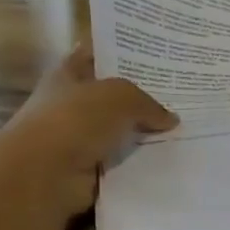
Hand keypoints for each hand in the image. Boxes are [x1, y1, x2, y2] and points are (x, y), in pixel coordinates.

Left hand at [0, 44, 176, 225]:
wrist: (45, 175)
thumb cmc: (74, 121)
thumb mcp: (120, 97)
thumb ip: (148, 104)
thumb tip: (170, 119)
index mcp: (68, 76)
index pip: (95, 56)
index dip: (120, 55)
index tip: (154, 58)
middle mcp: (72, 105)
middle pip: (113, 99)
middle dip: (142, 100)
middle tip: (181, 99)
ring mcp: (80, 140)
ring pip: (122, 134)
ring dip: (146, 137)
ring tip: (185, 134)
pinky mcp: (90, 171)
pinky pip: (124, 164)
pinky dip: (142, 165)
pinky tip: (171, 162)